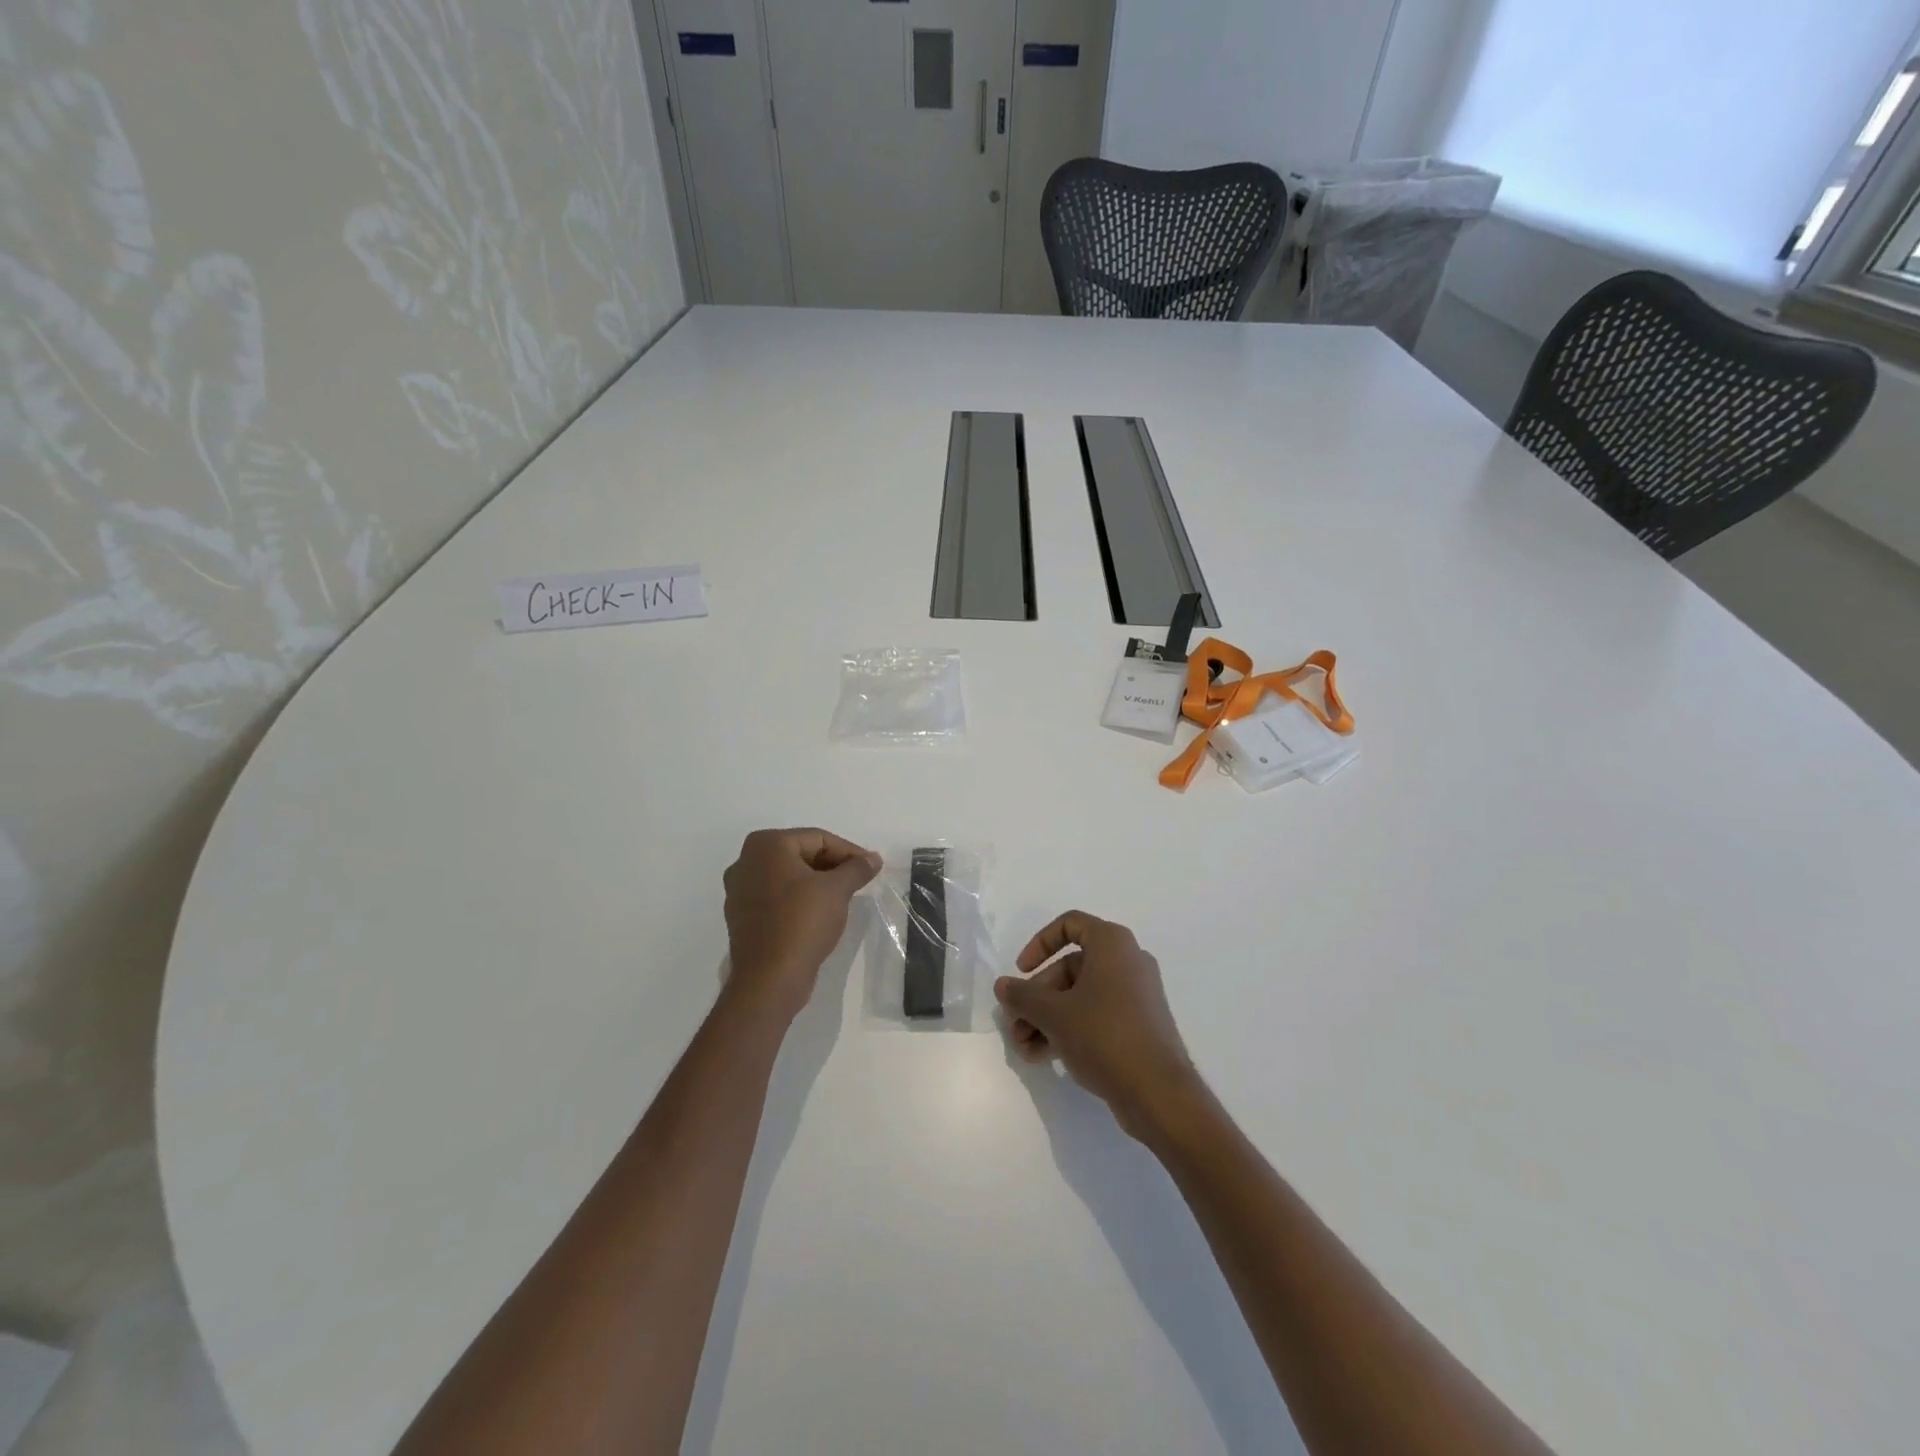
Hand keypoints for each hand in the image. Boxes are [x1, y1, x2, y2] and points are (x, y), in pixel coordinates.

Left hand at [722, 829, 881, 1022]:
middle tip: (859, 881)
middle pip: (801, 854)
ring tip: (843, 897)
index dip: (848, 851)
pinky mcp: (742, 916)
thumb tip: (873, 858)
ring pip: (788, 877)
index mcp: (766, 845)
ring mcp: (739, 890)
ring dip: (817, 883)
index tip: (870, 867)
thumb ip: (857, 868)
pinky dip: (799, 899)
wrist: (769, 978)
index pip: (818, 838)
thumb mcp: (837, 890)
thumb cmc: (802, 922)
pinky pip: (776, 897)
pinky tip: (819, 914)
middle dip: (832, 866)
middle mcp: (746, 861)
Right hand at [995, 912, 1196, 1139]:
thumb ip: (1023, 996)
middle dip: (1036, 998)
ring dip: (1046, 1019)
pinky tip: (1044, 1057)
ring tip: (1024, 1049)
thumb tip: (1002, 986)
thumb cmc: (1104, 1035)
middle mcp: (1127, 962)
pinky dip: (1069, 1030)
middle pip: (1069, 968)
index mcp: (1112, 944)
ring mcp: (1136, 996)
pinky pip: (1096, 1016)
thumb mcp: (1053, 1014)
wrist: (1159, 1093)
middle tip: (1014, 1026)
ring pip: (1080, 996)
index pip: (1070, 925)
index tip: (1022, 971)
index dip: (1040, 944)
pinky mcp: (1138, 1026)